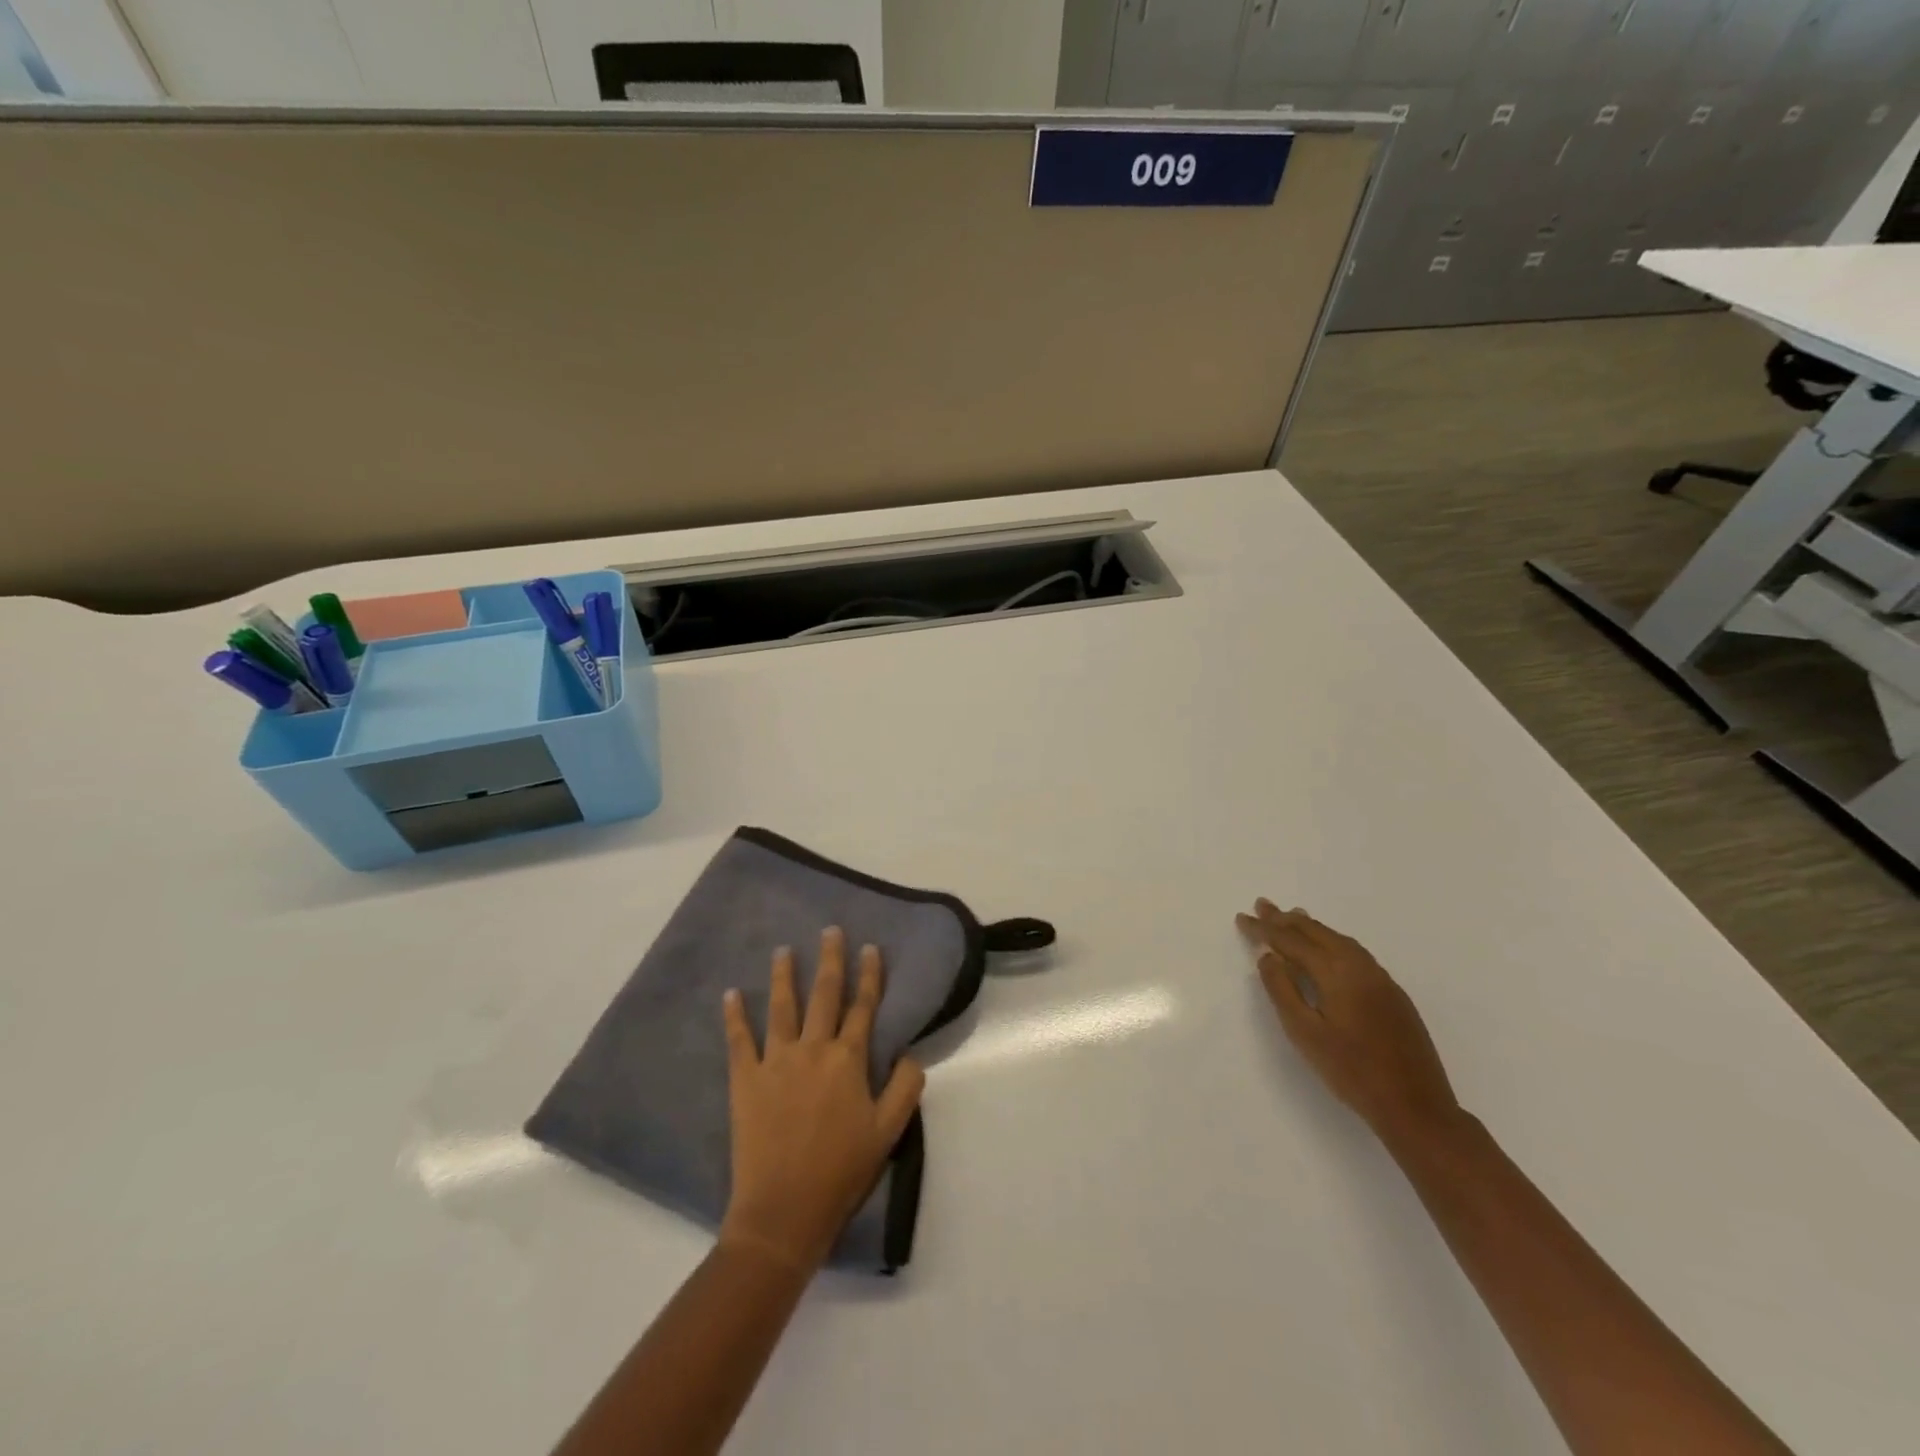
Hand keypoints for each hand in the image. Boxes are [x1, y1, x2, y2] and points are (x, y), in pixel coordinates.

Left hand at [720, 928, 925, 1272]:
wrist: (784, 1211)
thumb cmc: (841, 1172)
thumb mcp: (889, 1133)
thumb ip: (905, 1088)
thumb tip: (911, 1053)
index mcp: (849, 1060)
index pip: (864, 1007)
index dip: (870, 975)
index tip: (870, 947)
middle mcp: (813, 1049)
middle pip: (825, 995)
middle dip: (830, 959)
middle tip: (830, 930)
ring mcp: (776, 1061)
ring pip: (782, 1007)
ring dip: (784, 975)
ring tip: (783, 950)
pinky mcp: (745, 1079)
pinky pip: (739, 1039)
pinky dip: (735, 1015)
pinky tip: (731, 993)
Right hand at [1236, 900, 1461, 1143]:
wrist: (1416, 1107)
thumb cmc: (1351, 1072)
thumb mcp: (1304, 1033)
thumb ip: (1282, 990)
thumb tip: (1268, 956)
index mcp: (1337, 972)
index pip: (1291, 941)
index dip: (1264, 929)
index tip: (1242, 918)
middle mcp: (1360, 966)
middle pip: (1317, 933)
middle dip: (1286, 919)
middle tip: (1262, 905)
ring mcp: (1381, 979)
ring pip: (1339, 940)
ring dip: (1311, 927)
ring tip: (1290, 917)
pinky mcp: (1393, 994)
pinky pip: (1354, 953)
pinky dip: (1331, 941)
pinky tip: (1326, 948)